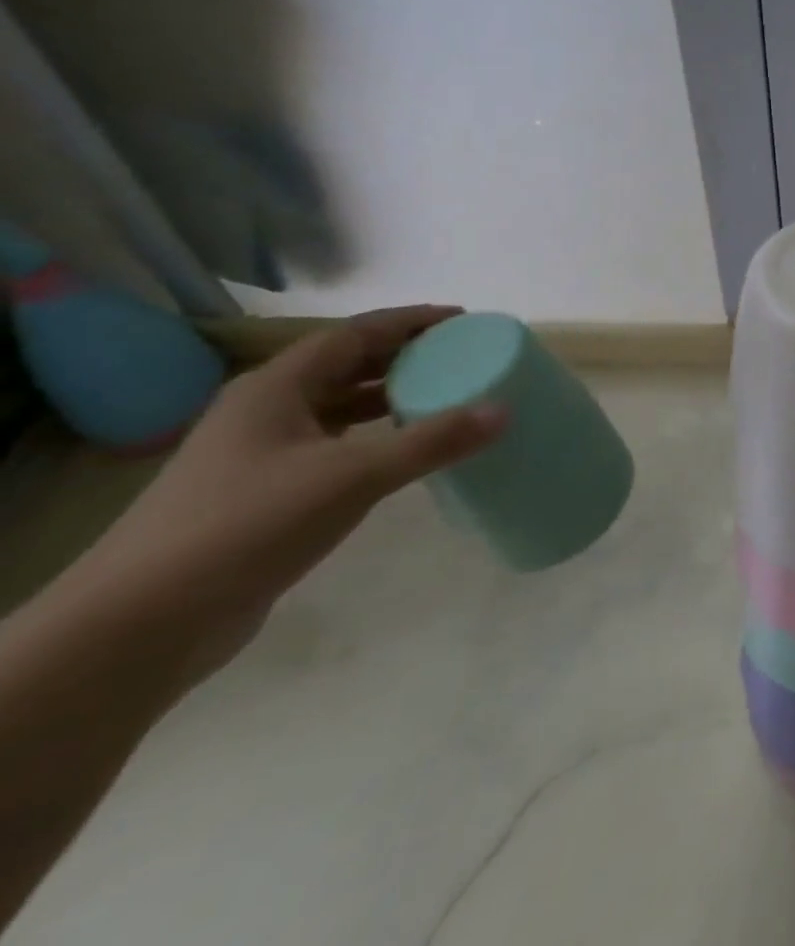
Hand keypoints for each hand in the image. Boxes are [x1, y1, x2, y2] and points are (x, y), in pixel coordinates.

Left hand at [58, 306, 506, 681]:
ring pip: (336, 406)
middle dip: (404, 355)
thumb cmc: (246, 526)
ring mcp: (258, 454)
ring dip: (388, 396)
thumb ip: (431, 441)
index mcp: (275, 388)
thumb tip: (503, 409)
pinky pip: (332, 444)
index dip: (410, 321)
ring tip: (445, 396)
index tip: (463, 319)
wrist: (138, 626)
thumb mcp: (352, 477)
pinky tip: (402, 451)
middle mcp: (264, 410)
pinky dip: (373, 436)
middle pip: (345, 365)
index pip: (355, 334)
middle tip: (462, 356)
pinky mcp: (263, 493)